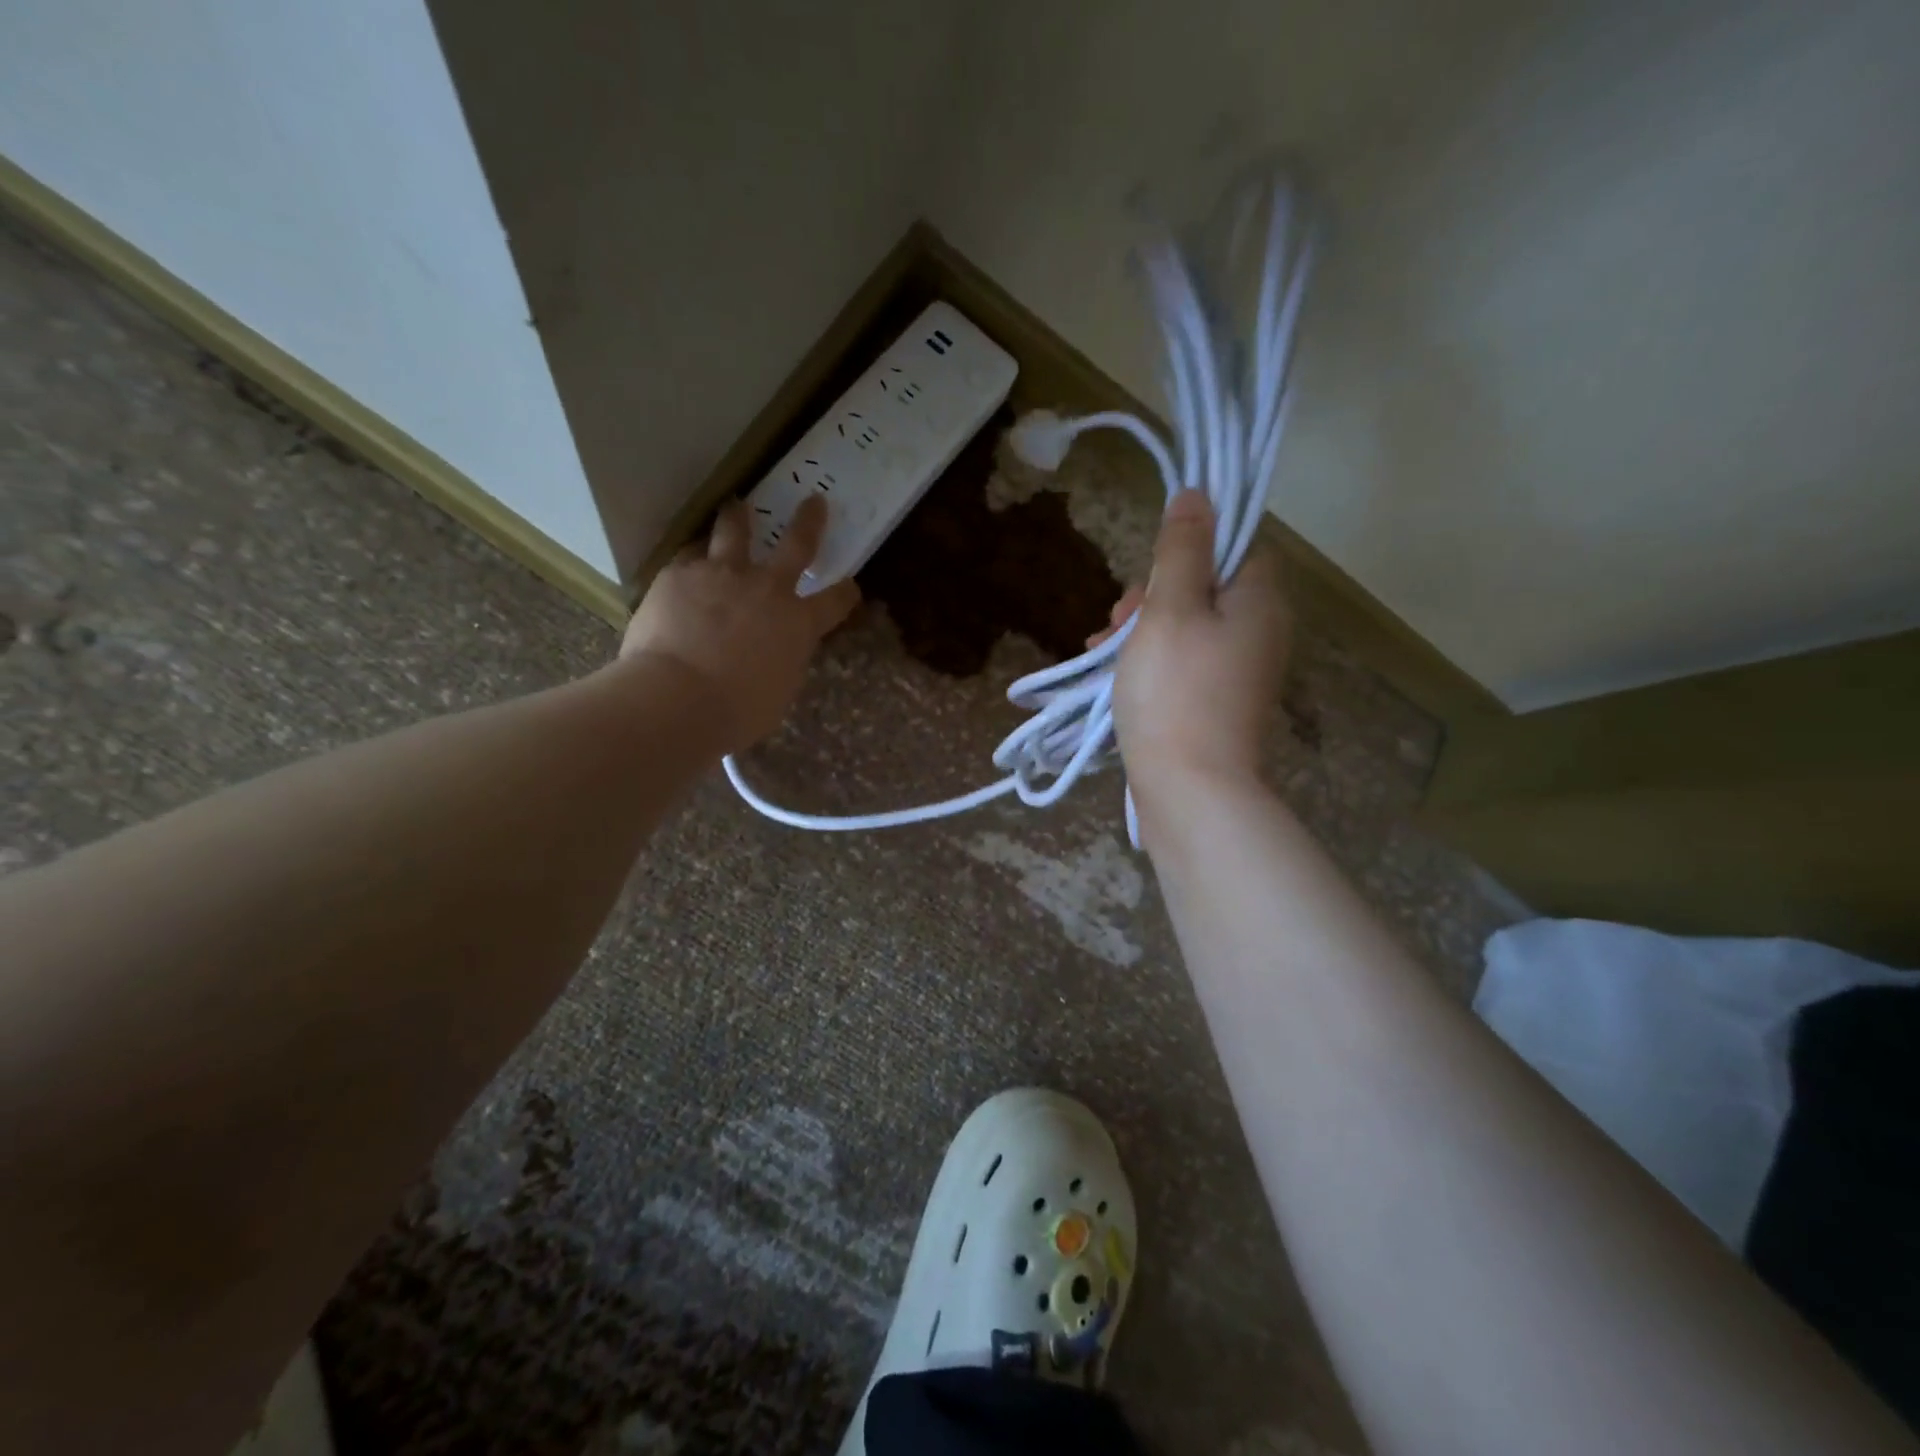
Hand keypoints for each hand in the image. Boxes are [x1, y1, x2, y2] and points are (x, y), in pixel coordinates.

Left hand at [621, 495, 859, 753]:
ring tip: (736, 506)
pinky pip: (688, 557)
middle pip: (796, 544)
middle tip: (813, 501)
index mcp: (799, 622)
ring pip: (733, 532)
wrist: (677, 698)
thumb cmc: (737, 710)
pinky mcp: (679, 574)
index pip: (836, 601)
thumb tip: (777, 651)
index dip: (845, 593)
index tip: (850, 586)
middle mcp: (767, 588)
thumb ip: (783, 660)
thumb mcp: (779, 690)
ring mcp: (721, 575)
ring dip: (739, 517)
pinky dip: (693, 559)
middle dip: (809, 521)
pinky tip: (686, 565)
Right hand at [1101, 489, 1291, 790]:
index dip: (1188, 550)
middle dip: (1152, 598)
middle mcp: (1260, 633)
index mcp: (1260, 601)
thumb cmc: (1176, 692)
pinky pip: (1182, 665)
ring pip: (1186, 629)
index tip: (1148, 575)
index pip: (1235, 547)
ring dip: (1141, 632)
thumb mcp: (1170, 609)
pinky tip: (1112, 680)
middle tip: (1117, 621)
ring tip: (1099, 654)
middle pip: (1205, 589)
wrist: (1190, 791)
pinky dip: (1150, 664)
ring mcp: (1239, 674)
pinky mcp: (1217, 706)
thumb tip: (1199, 494)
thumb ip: (1182, 550)